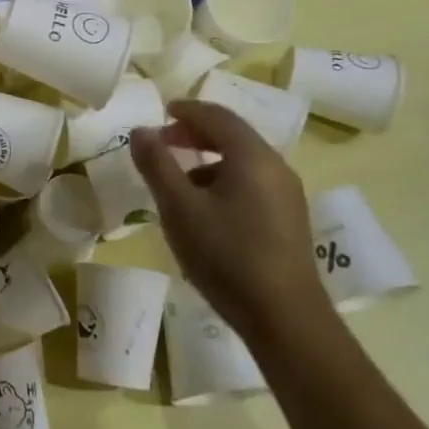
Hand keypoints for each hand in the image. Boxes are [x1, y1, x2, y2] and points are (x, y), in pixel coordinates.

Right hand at [129, 100, 331, 341]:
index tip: (161, 112)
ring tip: (178, 182)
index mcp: (252, 156)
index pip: (217, 116)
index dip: (186, 110)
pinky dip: (224, 180)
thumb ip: (157, 164)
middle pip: (233, 135)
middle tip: (163, 143)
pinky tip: (205, 210)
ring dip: (208, 160)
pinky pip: (252, 183)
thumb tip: (140, 131)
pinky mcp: (289, 220)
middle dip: (195, 134)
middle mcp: (275, 167)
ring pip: (243, 161)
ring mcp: (287, 195)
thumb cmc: (226, 256)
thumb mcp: (179, 208)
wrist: (284, 318)